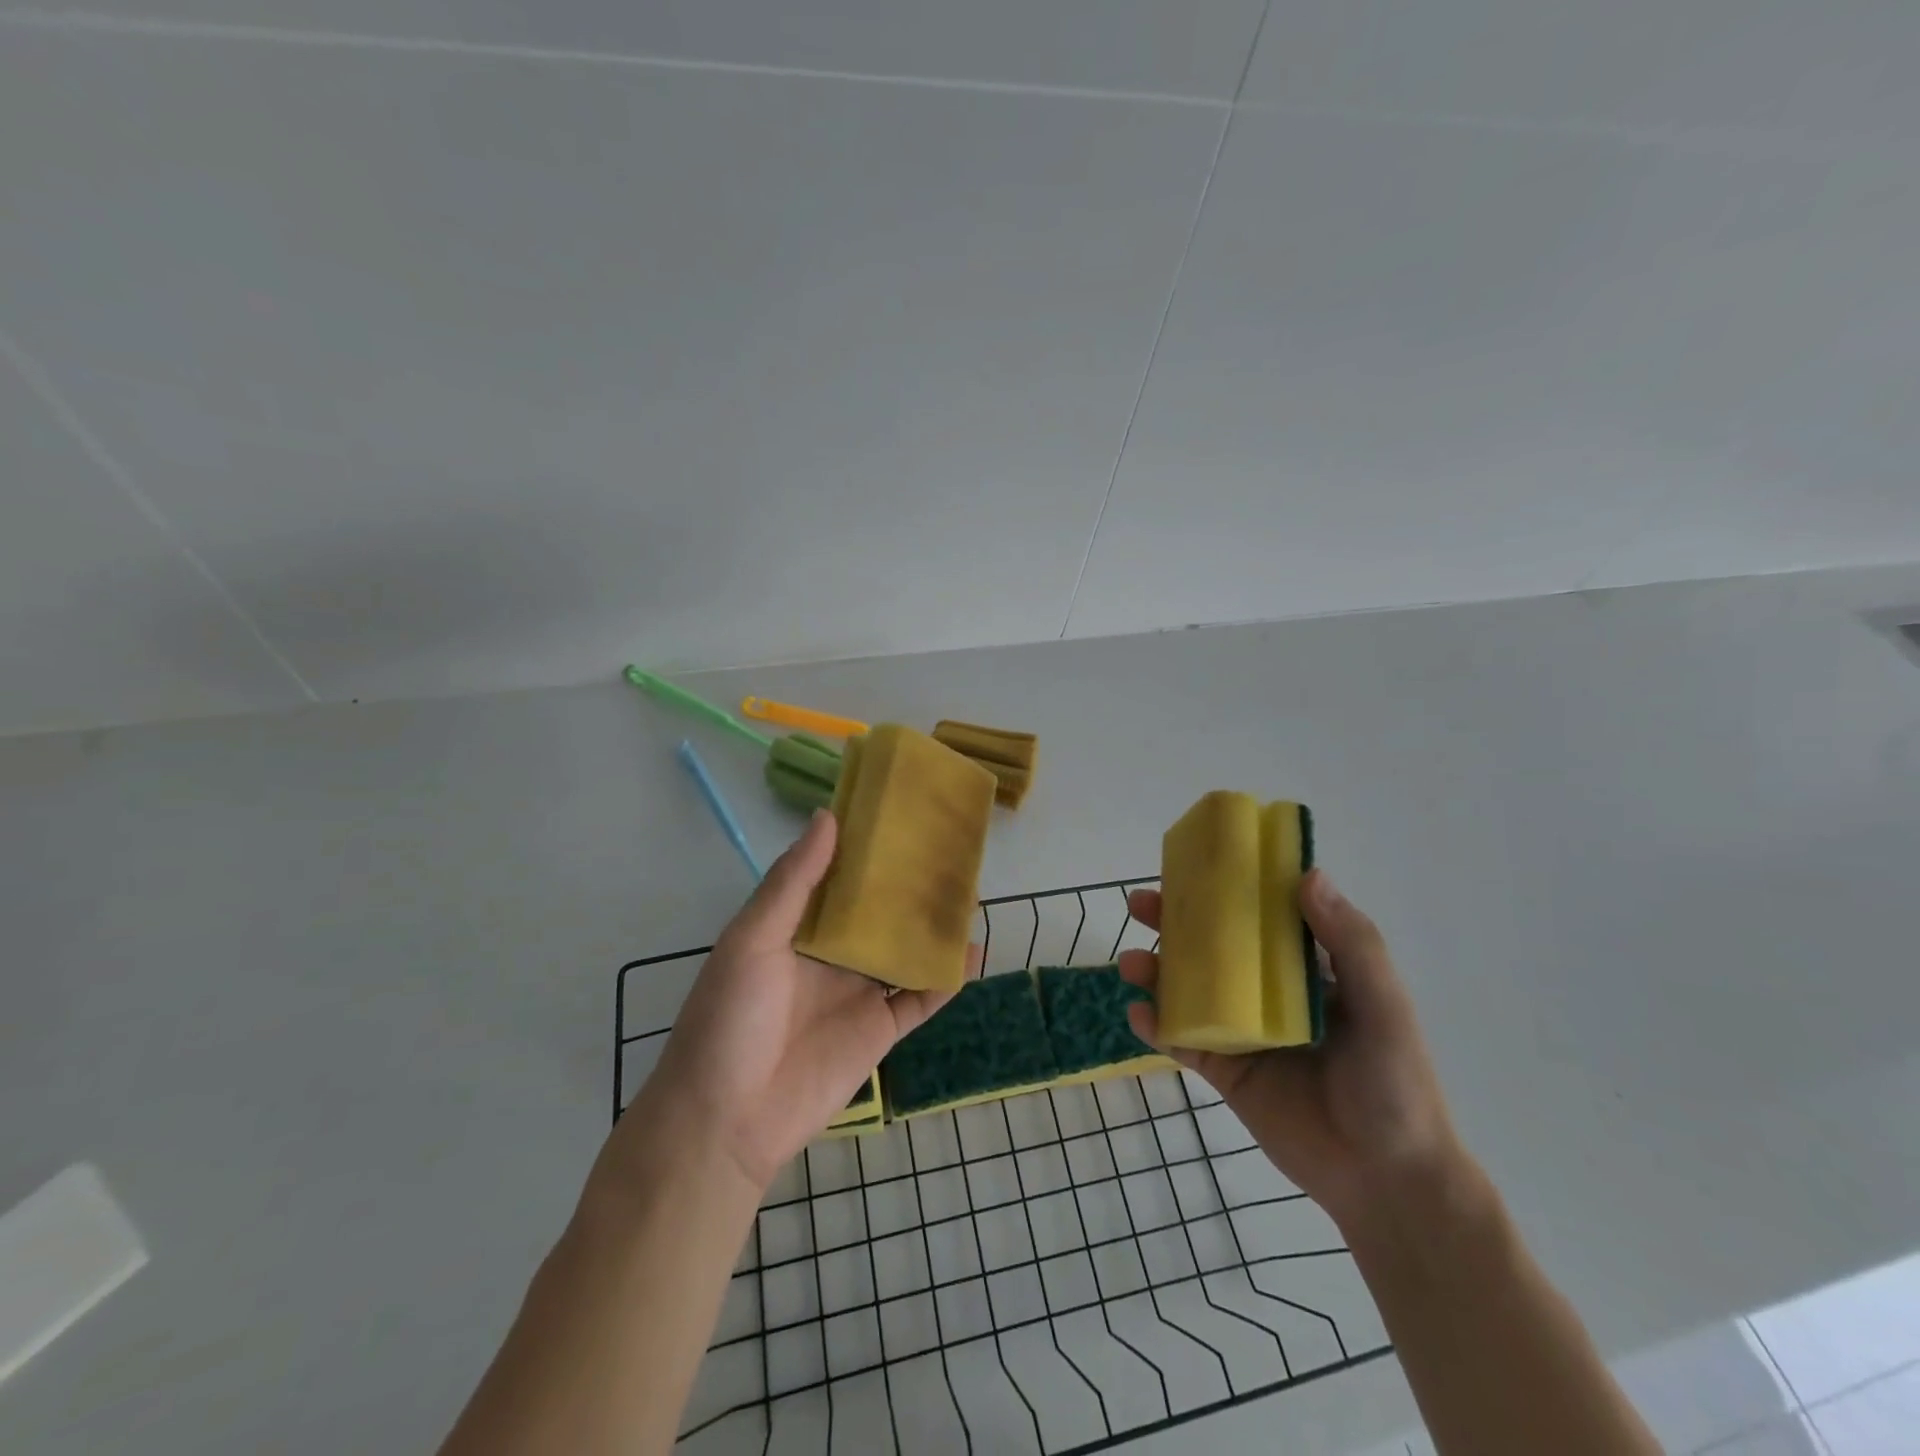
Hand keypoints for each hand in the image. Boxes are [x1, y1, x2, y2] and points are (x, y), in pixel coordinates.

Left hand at [601, 810, 975, 1194]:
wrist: (726, 1122)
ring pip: (906, 950)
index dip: (867, 848)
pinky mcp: (880, 1031)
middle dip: (910, 885)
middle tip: (950, 851)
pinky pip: (920, 998)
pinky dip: (947, 978)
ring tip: (970, 893)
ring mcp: (858, 992)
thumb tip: (828, 816)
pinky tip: (972, 954)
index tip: (901, 814)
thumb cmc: (729, 1019)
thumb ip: (793, 882)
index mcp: (797, 926)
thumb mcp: (752, 940)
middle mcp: (832, 954)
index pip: (840, 877)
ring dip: (934, 927)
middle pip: (880, 912)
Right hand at [1119, 868, 1464, 1225]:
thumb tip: (1308, 874)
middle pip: (1212, 947)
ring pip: (1188, 989)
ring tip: (1131, 965)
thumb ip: (1352, 943)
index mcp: (1307, 970)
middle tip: (1140, 906)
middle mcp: (1269, 993)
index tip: (1191, 866)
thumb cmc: (1394, 1084)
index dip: (1225, 889)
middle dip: (1174, 924)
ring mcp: (1243, 1031)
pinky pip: (1182, 1040)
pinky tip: (1139, 1015)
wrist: (1386, 1181)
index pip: (1260, 916)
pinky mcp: (1226, 1070)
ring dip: (1156, 972)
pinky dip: (1156, 1025)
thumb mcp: (1383, 1006)